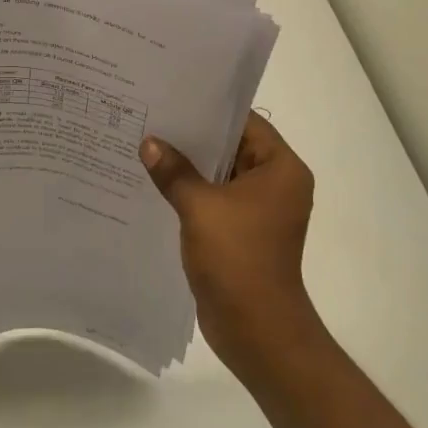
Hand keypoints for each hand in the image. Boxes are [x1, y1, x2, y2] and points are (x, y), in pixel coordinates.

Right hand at [140, 113, 318, 374]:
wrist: (256, 329)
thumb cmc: (238, 258)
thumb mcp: (200, 207)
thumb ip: (174, 171)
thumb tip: (149, 144)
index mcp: (281, 168)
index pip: (245, 123)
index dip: (209, 110)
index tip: (173, 98)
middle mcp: (276, 184)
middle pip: (232, 148)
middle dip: (193, 138)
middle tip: (152, 118)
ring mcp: (260, 210)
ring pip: (220, 176)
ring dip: (189, 167)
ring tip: (146, 146)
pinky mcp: (244, 232)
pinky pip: (215, 201)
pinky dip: (191, 193)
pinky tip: (156, 184)